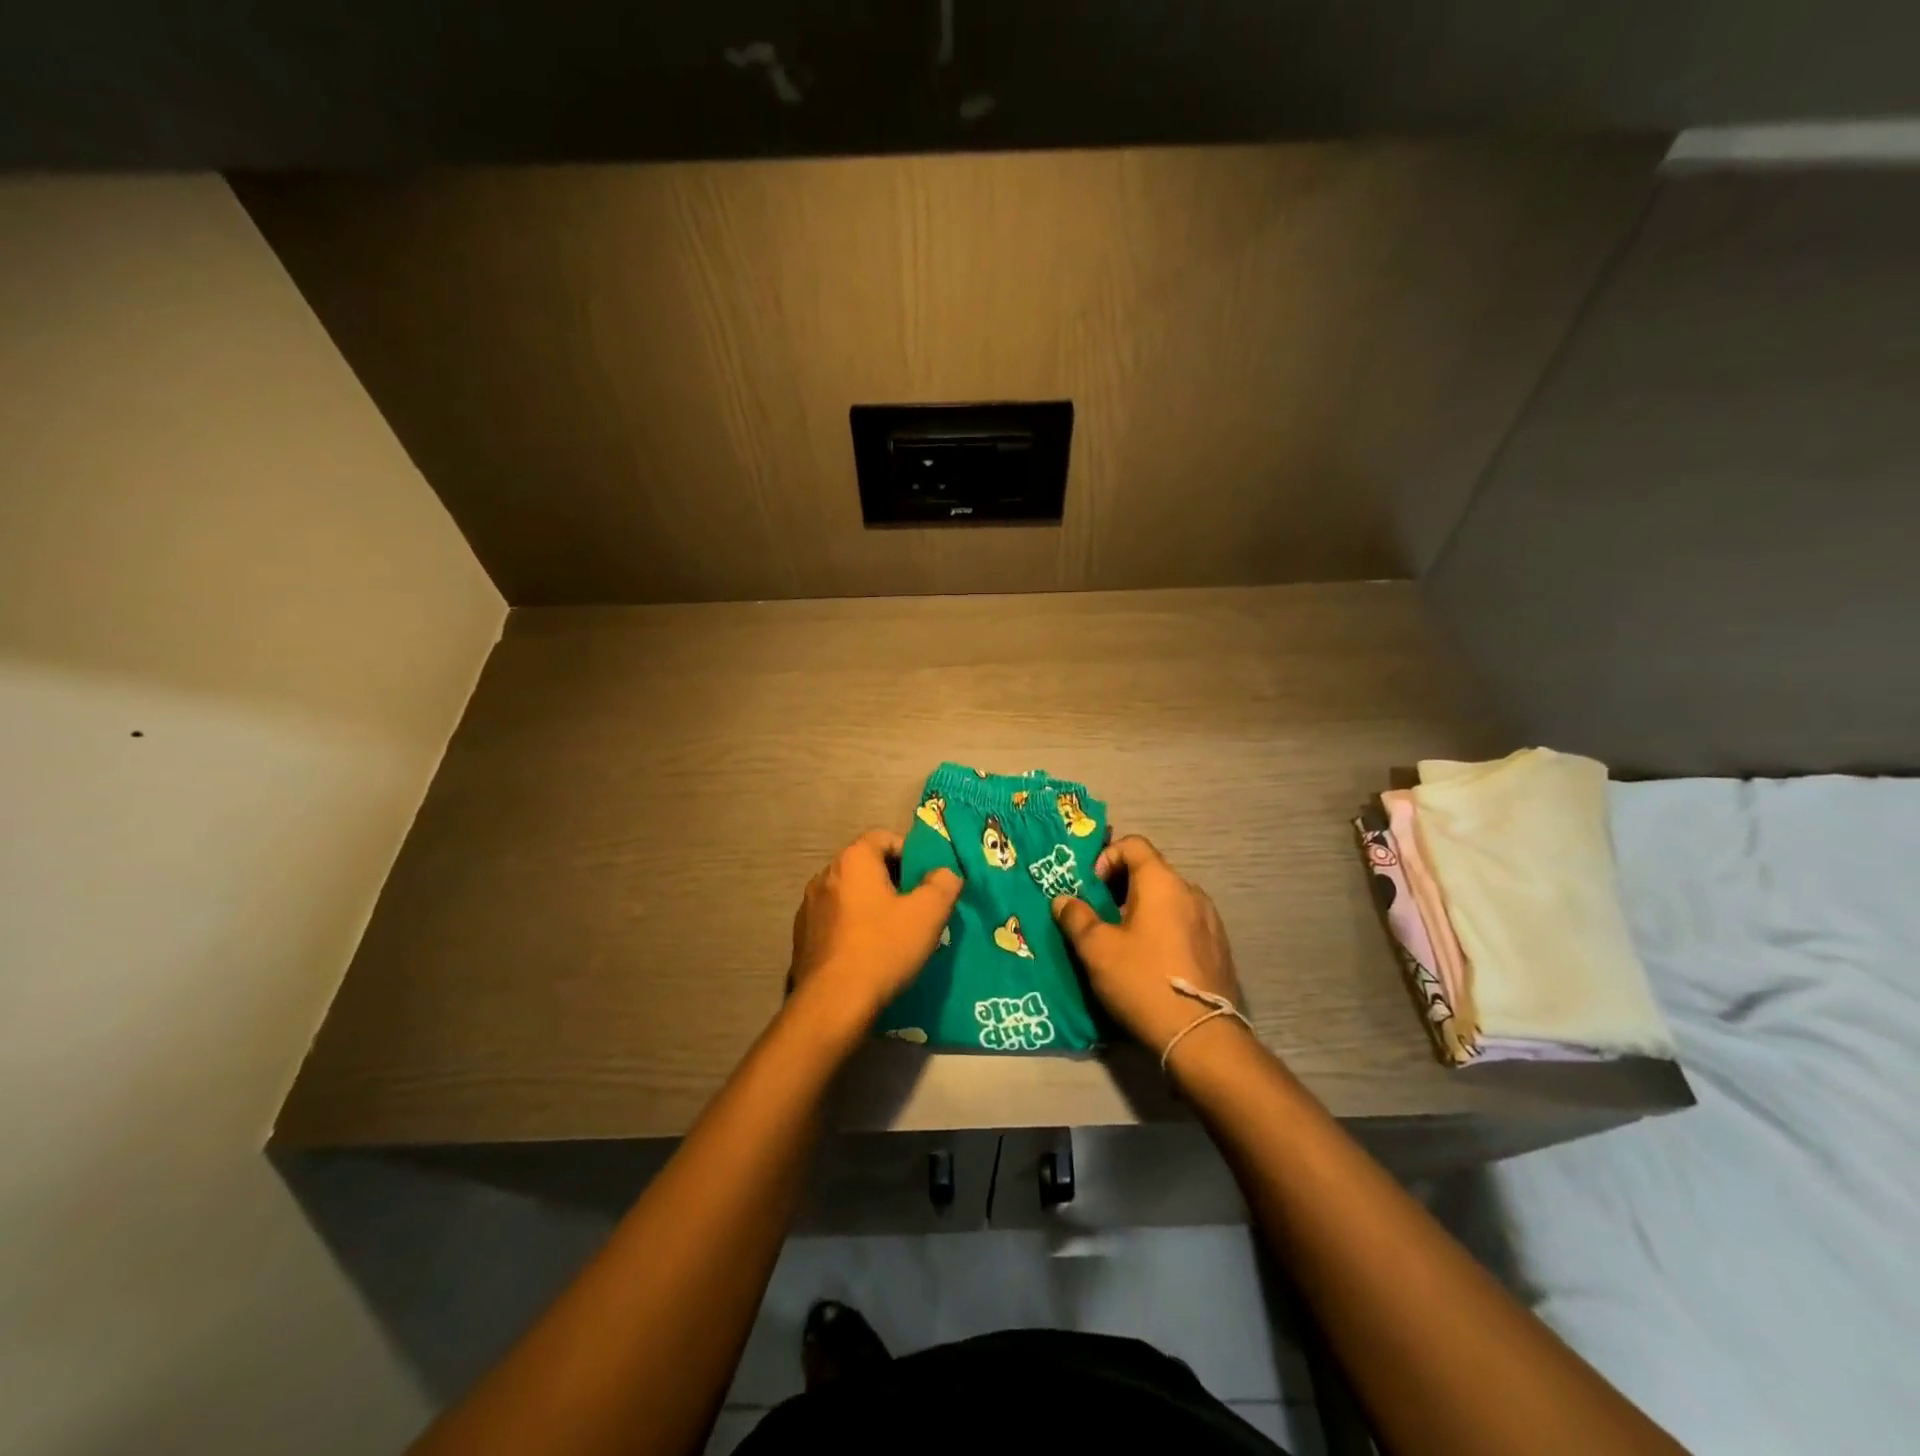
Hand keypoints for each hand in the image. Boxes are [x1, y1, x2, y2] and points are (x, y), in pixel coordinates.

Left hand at [788, 829, 962, 1042]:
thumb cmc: (883, 949)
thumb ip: (943, 884)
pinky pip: (834, 918)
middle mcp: (825, 874)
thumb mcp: (928, 914)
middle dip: (893, 880)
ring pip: (850, 893)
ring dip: (871, 904)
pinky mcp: (802, 935)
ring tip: (893, 932)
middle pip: (866, 864)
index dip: (911, 853)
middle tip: (916, 907)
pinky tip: (867, 951)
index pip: (884, 837)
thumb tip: (946, 873)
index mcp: (853, 859)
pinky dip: (852, 926)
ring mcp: (809, 905)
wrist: (833, 1004)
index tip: (927, 880)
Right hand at [1051, 835, 1246, 1056]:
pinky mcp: (1218, 948)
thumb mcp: (1096, 949)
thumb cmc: (1142, 981)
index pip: (1133, 844)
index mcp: (1162, 882)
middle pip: (1150, 871)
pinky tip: (1151, 962)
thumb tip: (1063, 900)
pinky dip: (1162, 929)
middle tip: (1099, 918)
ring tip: (1123, 942)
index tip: (1091, 889)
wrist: (1201, 1037)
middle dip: (1120, 887)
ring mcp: (1210, 920)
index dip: (1106, 857)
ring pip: (1167, 900)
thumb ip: (1076, 917)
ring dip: (1142, 910)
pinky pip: (1183, 923)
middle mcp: (1191, 892)